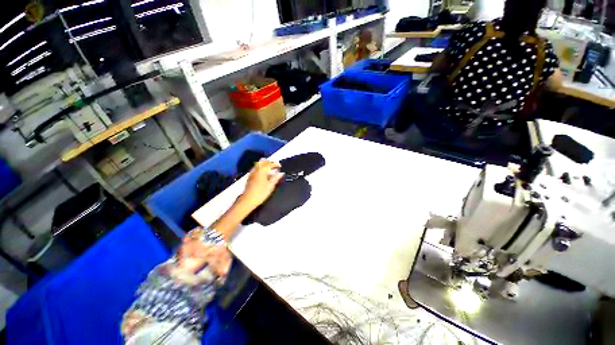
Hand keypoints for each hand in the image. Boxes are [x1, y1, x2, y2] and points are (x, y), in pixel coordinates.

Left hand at [239, 159, 283, 208]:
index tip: (280, 166)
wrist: (248, 200)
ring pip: (258, 164)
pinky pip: (256, 168)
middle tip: (275, 166)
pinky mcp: (250, 176)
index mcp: (262, 171)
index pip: (269, 164)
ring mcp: (252, 173)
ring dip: (264, 164)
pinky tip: (264, 173)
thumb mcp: (270, 186)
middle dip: (269, 162)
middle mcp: (256, 170)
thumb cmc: (261, 193)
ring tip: (270, 169)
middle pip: (262, 161)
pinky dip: (261, 168)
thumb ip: (276, 178)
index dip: (276, 164)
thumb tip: (281, 173)